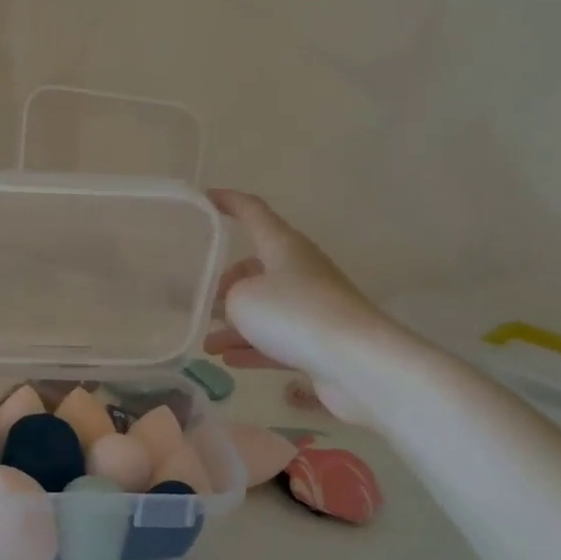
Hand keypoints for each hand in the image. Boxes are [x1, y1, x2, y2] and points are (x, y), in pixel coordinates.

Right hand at [203, 189, 411, 428]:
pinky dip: (253, 347)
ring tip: (208, 344)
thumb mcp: (241, 299)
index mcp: (283, 245)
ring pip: (265, 308)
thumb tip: (234, 305)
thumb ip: (227, 296)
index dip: (228, 202)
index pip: (252, 211)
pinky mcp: (319, 339)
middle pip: (257, 267)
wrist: (358, 361)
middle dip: (227, 283)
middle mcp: (300, 269)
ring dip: (235, 325)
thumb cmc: (294, 314)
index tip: (206, 198)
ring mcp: (312, 305)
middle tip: (203, 300)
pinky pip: (278, 338)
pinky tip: (228, 361)